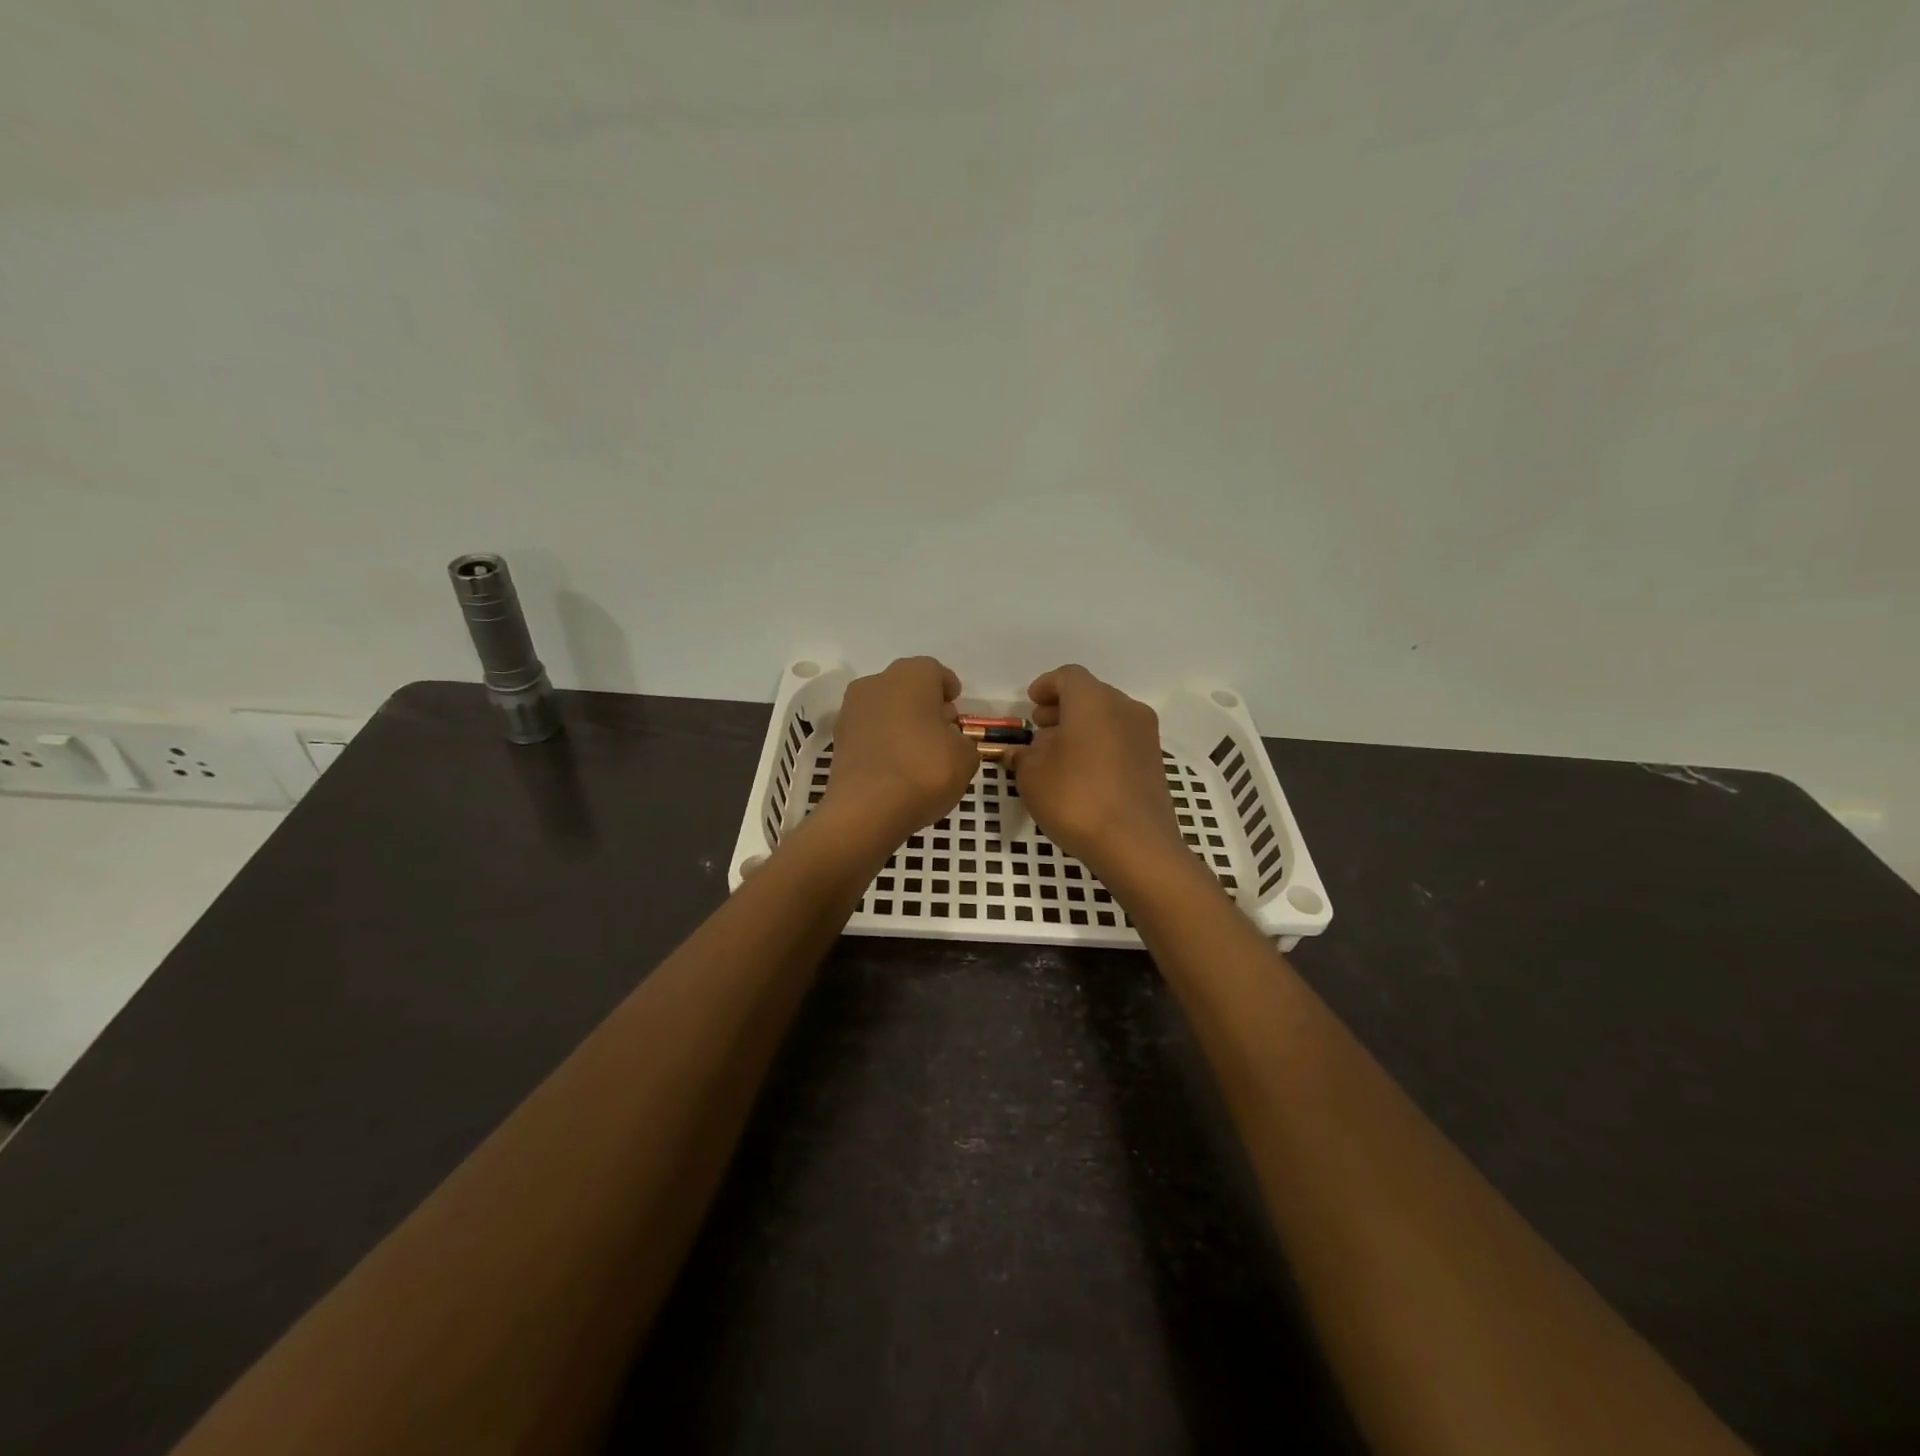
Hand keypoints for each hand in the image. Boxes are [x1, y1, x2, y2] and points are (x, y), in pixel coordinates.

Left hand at [823, 657, 976, 841]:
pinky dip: (884, 743)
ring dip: (902, 723)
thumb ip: (962, 741)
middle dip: (925, 705)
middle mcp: (876, 683)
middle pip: (906, 688)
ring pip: (885, 709)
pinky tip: (897, 766)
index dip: (948, 689)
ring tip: (920, 752)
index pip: (935, 671)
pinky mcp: (838, 740)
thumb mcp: (965, 757)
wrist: (866, 809)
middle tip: (942, 730)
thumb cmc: (925, 769)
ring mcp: (851, 711)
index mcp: (911, 675)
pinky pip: (870, 733)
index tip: (957, 707)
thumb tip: (948, 739)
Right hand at [1005, 665, 1186, 885]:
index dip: (1046, 686)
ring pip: (1107, 718)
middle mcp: (1124, 708)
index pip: (1068, 676)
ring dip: (1081, 727)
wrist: (1136, 845)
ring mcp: (1145, 735)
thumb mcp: (1032, 776)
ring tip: (1057, 754)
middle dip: (1062, 708)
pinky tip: (1082, 773)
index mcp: (1093, 700)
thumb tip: (1021, 752)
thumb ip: (1023, 756)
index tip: (1030, 702)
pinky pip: (1120, 740)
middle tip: (1039, 728)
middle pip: (1090, 695)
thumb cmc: (1076, 798)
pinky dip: (1099, 745)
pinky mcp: (1154, 762)